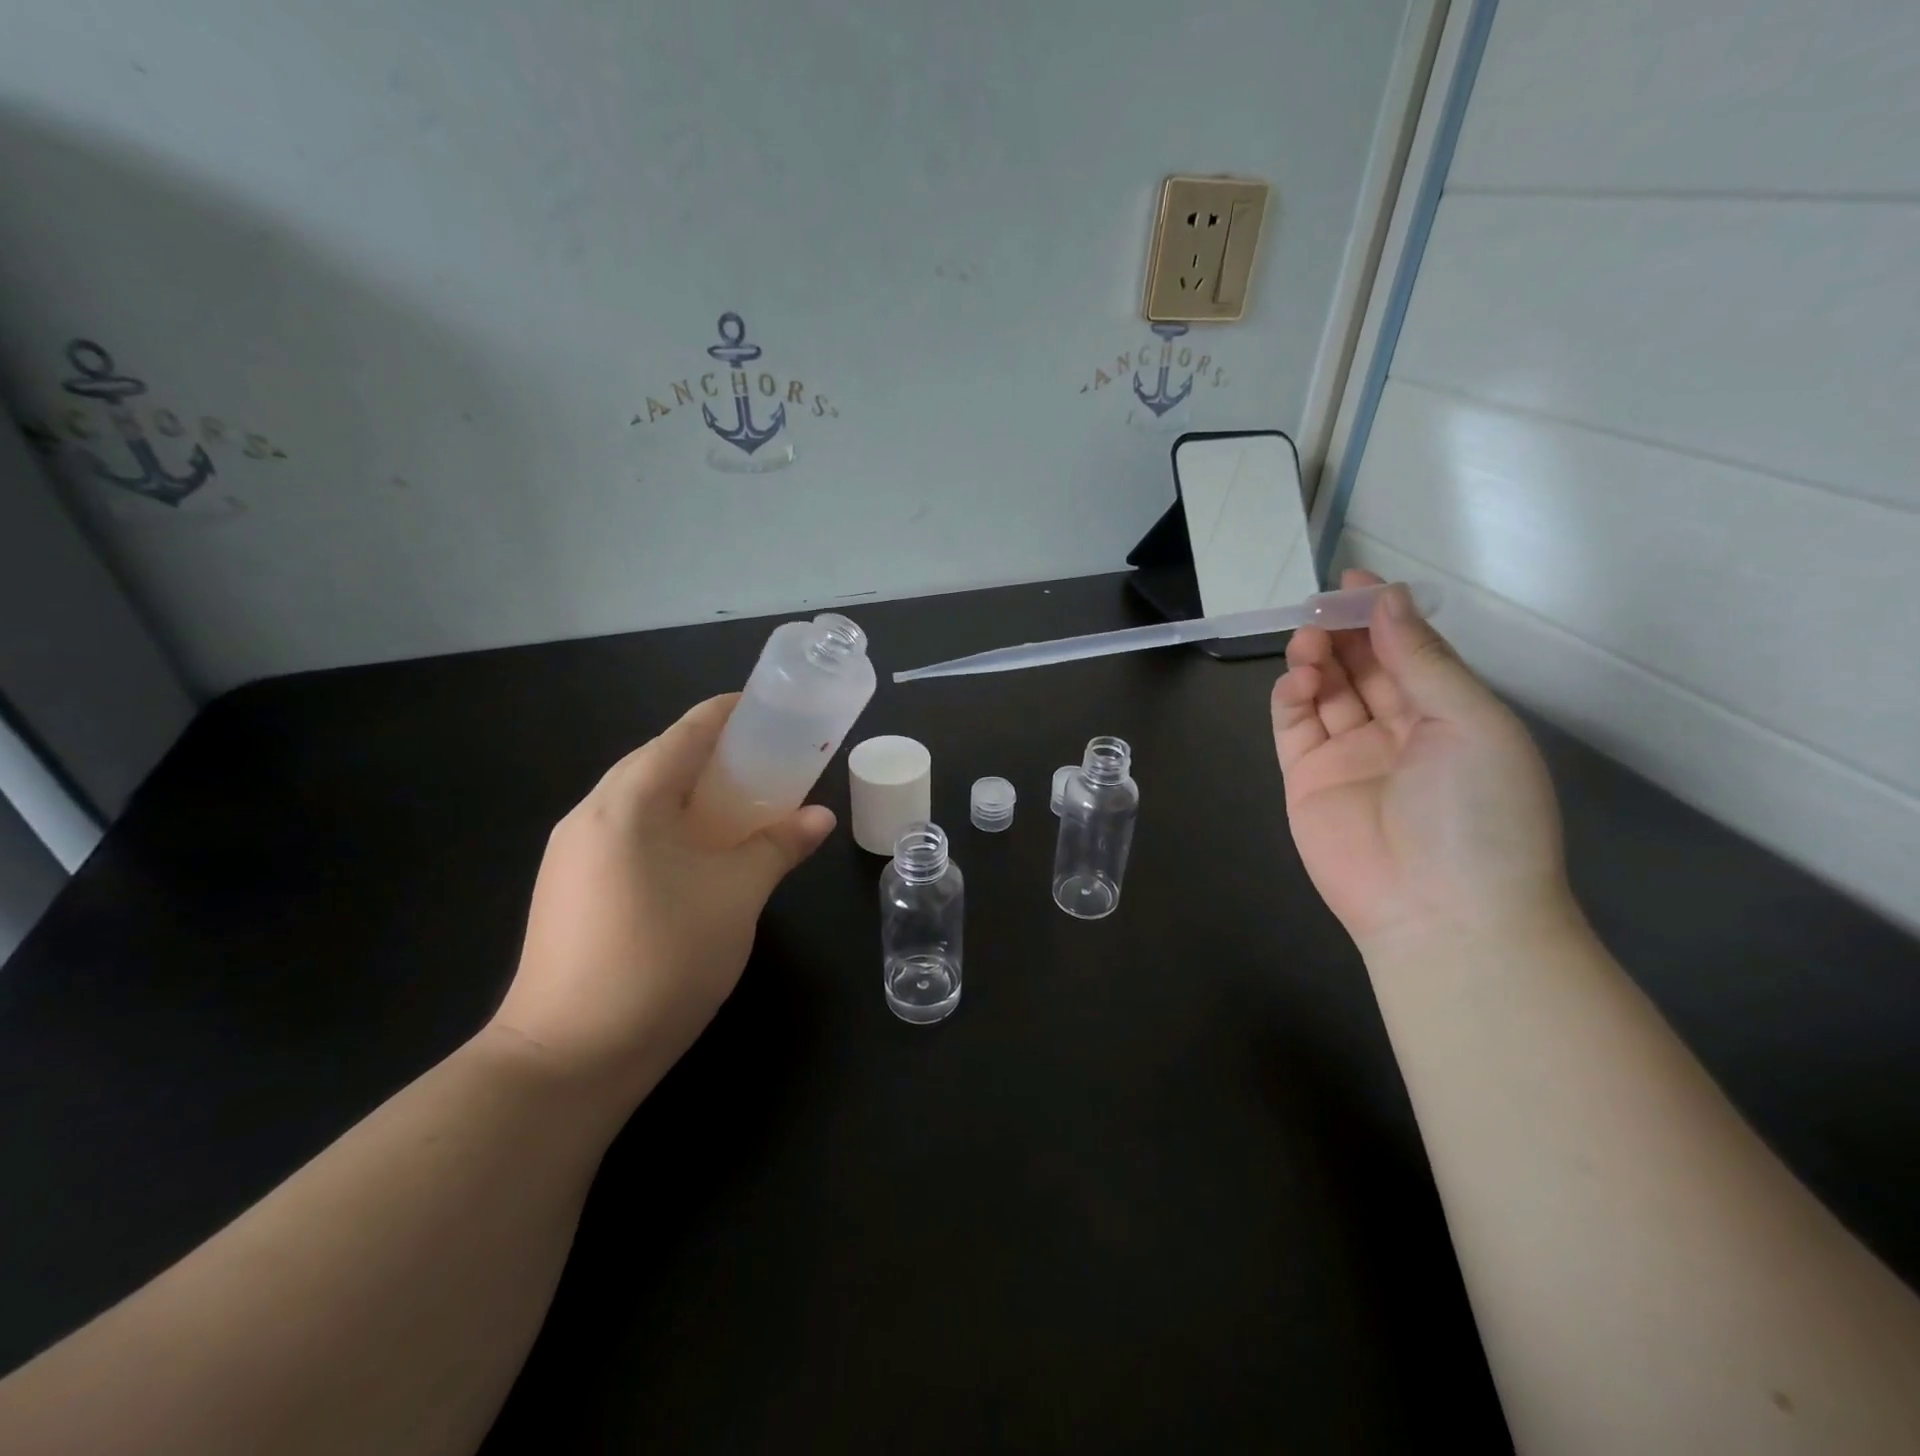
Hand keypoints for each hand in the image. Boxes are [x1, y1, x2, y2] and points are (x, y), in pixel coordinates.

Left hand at [491, 695, 835, 1109]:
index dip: (730, 715)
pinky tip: (697, 855)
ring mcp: (570, 852)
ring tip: (740, 807)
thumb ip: (779, 846)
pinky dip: (668, 825)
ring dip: (691, 792)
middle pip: (659, 760)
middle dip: (715, 755)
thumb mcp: (737, 896)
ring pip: (640, 799)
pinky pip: (626, 832)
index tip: (774, 713)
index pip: (686, 733)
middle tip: (769, 766)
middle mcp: (590, 813)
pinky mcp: (567, 886)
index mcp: (628, 801)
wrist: (568, 1058)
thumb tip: (819, 816)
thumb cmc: (662, 959)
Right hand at [1271, 570, 1574, 950]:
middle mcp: (1397, 731)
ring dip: (1314, 658)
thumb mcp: (1470, 722)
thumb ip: (1422, 660)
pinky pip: (1293, 726)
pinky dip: (1291, 696)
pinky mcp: (1306, 779)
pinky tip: (1298, 679)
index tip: (1354, 580)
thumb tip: (1388, 599)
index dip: (1383, 614)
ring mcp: (1348, 756)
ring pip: (1324, 691)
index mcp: (1449, 716)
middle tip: (1321, 606)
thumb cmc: (1478, 811)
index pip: (1409, 652)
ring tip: (1308, 640)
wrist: (1441, 911)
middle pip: (1362, 667)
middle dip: (1343, 631)